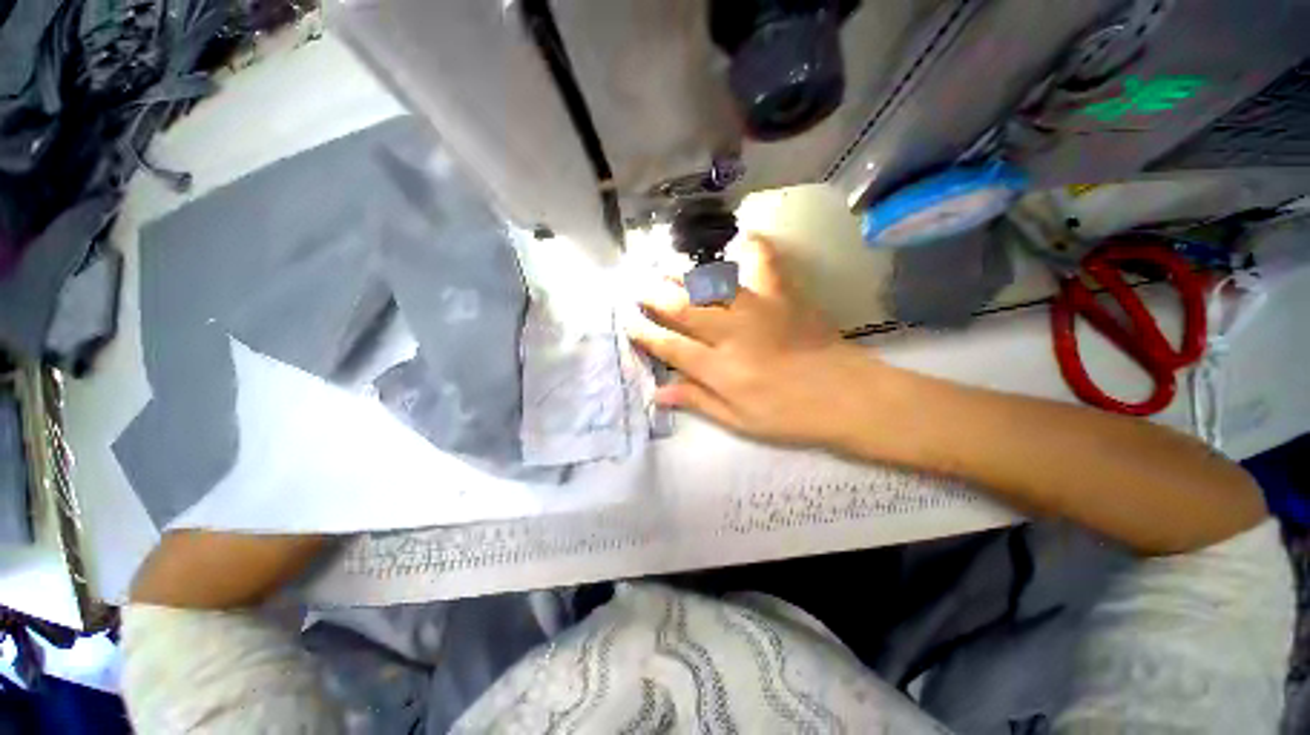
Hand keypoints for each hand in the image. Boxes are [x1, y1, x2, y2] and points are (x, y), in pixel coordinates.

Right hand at [628, 235, 876, 446]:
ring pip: (710, 283)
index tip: (628, 322)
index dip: (644, 333)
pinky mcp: (783, 295)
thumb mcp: (739, 421)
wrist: (847, 396)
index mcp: (719, 369)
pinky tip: (741, 239)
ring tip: (665, 267)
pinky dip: (751, 246)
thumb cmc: (790, 415)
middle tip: (636, 285)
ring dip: (682, 274)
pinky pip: (764, 262)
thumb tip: (657, 393)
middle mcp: (731, 334)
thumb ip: (697, 401)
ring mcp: (757, 309)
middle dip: (654, 295)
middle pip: (682, 308)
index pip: (669, 346)